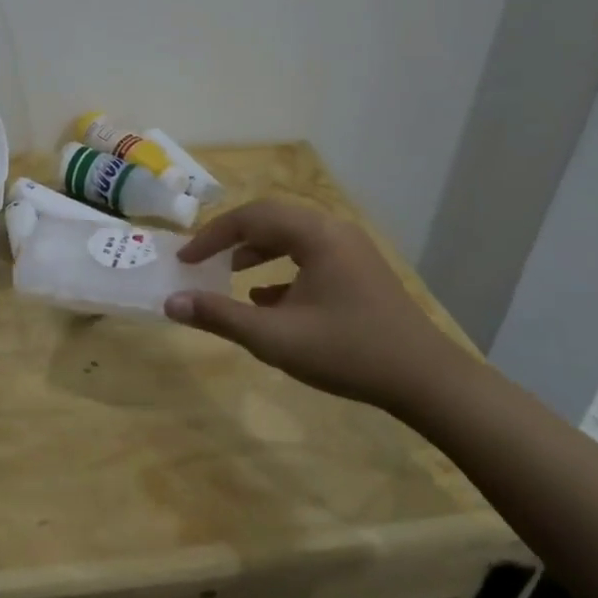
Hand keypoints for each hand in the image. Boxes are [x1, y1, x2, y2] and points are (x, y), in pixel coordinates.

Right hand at [165, 199, 472, 409]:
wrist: (426, 380)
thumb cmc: (347, 351)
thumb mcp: (275, 337)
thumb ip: (220, 316)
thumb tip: (171, 303)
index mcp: (315, 234)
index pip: (251, 217)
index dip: (212, 236)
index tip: (185, 260)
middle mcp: (334, 230)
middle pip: (271, 219)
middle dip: (232, 237)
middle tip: (203, 259)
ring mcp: (351, 250)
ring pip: (292, 236)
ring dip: (257, 250)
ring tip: (230, 273)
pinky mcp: (359, 272)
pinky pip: (311, 255)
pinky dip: (282, 267)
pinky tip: (267, 299)